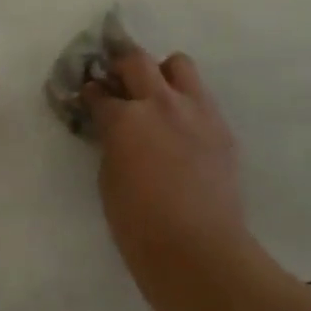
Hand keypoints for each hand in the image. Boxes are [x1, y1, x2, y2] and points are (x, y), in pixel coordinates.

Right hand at [85, 49, 251, 304]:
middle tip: (118, 81)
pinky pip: (201, 98)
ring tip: (158, 95)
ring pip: (179, 65)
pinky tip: (182, 127)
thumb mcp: (109, 179)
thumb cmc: (139, 225)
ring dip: (162, 73)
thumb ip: (112, 143)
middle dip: (122, 66)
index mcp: (125, 119)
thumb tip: (114, 130)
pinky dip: (187, 102)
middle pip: (137, 60)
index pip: (100, 93)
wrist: (198, 249)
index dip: (91, 93)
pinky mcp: (221, 127)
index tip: (89, 94)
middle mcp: (160, 103)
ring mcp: (196, 111)